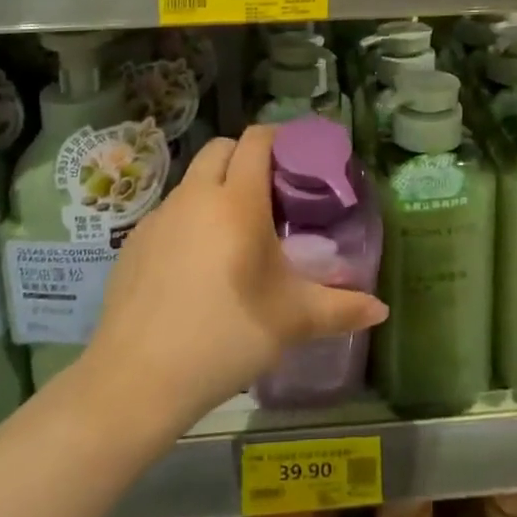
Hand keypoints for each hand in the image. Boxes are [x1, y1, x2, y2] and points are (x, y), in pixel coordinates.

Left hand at [83, 126, 387, 424]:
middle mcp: (196, 196)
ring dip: (215, 188)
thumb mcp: (291, 321)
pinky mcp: (134, 242)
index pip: (256, 140)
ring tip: (234, 231)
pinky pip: (169, 212)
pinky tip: (196, 264)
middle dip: (245, 156)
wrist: (136, 379)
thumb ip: (340, 308)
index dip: (278, 137)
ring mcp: (160, 216)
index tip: (297, 156)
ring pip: (192, 180)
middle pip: (221, 148)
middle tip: (269, 192)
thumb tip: (381, 309)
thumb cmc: (225, 337)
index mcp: (237, 201)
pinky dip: (188, 219)